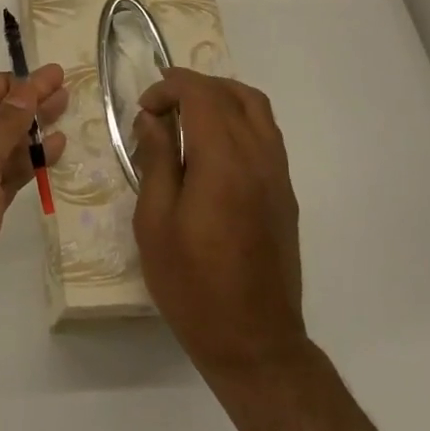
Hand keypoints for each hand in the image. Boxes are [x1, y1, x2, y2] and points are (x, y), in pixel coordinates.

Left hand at [0, 67, 67, 380]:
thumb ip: (1, 127)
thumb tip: (27, 88)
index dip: (7, 82)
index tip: (46, 81)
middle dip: (24, 100)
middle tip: (66, 90)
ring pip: (1, 147)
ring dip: (30, 130)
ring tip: (67, 115)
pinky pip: (7, 179)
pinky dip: (29, 164)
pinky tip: (54, 154)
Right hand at [133, 69, 307, 381]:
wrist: (254, 343)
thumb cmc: (192, 284)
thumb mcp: (154, 222)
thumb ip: (155, 161)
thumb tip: (152, 120)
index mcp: (223, 161)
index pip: (201, 94)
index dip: (169, 88)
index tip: (144, 110)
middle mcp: (258, 157)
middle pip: (232, 93)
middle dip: (192, 88)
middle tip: (160, 108)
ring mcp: (278, 175)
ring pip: (256, 108)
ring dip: (220, 98)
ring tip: (186, 118)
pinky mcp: (285, 193)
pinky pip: (266, 133)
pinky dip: (239, 120)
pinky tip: (212, 148)